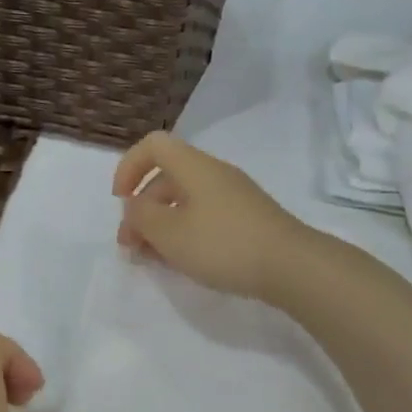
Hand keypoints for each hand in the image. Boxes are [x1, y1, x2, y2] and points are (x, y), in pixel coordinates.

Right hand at [112, 132, 310, 301]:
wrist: (291, 266)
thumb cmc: (223, 244)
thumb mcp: (170, 233)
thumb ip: (141, 216)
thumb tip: (134, 205)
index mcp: (194, 167)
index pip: (153, 145)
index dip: (129, 167)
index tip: (120, 200)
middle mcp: (214, 174)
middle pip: (166, 178)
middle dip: (142, 209)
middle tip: (131, 247)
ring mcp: (234, 196)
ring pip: (184, 201)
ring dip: (161, 225)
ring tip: (152, 259)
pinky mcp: (247, 219)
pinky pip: (204, 216)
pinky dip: (185, 233)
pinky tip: (182, 261)